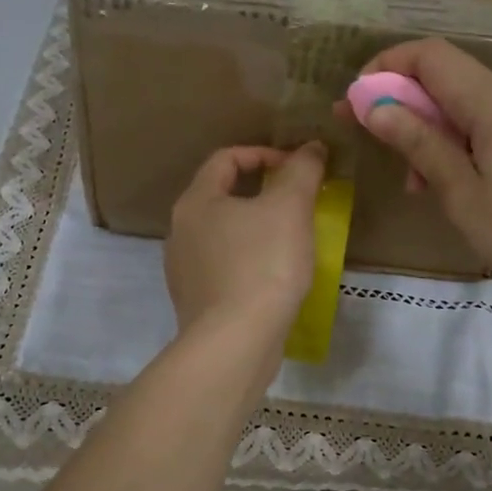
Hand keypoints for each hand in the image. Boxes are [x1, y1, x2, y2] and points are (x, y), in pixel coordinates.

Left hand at [165, 143, 325, 344]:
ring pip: (223, 234)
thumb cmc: (262, 265)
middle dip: (262, 192)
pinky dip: (248, 261)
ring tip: (289, 239)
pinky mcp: (195, 301)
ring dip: (256, 228)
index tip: (297, 168)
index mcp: (195, 201)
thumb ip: (301, 170)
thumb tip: (311, 148)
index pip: (226, 158)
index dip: (264, 154)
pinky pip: (224, 267)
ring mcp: (183, 269)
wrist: (235, 342)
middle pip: (222, 195)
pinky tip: (273, 277)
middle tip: (297, 202)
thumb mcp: (290, 208)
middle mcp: (180, 230)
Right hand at [352, 40, 491, 308]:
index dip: (386, 67)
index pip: (429, 55)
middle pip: (448, 81)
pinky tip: (459, 186)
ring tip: (421, 186)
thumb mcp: (464, 194)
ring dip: (435, 134)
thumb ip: (419, 144)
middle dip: (406, 108)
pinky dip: (466, 144)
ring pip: (471, 107)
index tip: (355, 102)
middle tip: (378, 150)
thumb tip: (375, 105)